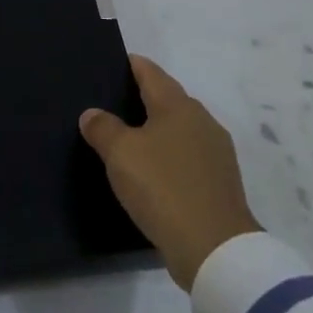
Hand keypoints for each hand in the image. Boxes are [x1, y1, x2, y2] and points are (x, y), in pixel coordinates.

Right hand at [79, 54, 260, 290]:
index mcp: (178, 106)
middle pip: (168, 99)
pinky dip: (169, 157)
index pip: (151, 72)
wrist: (215, 250)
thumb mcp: (121, 154)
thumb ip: (103, 128)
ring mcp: (216, 153)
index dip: (131, 65)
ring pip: (179, 129)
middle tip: (112, 103)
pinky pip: (187, 157)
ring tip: (128, 138)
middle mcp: (202, 121)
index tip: (112, 63)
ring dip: (157, 130)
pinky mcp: (220, 183)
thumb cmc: (163, 188)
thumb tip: (93, 114)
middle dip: (143, 98)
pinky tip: (152, 171)